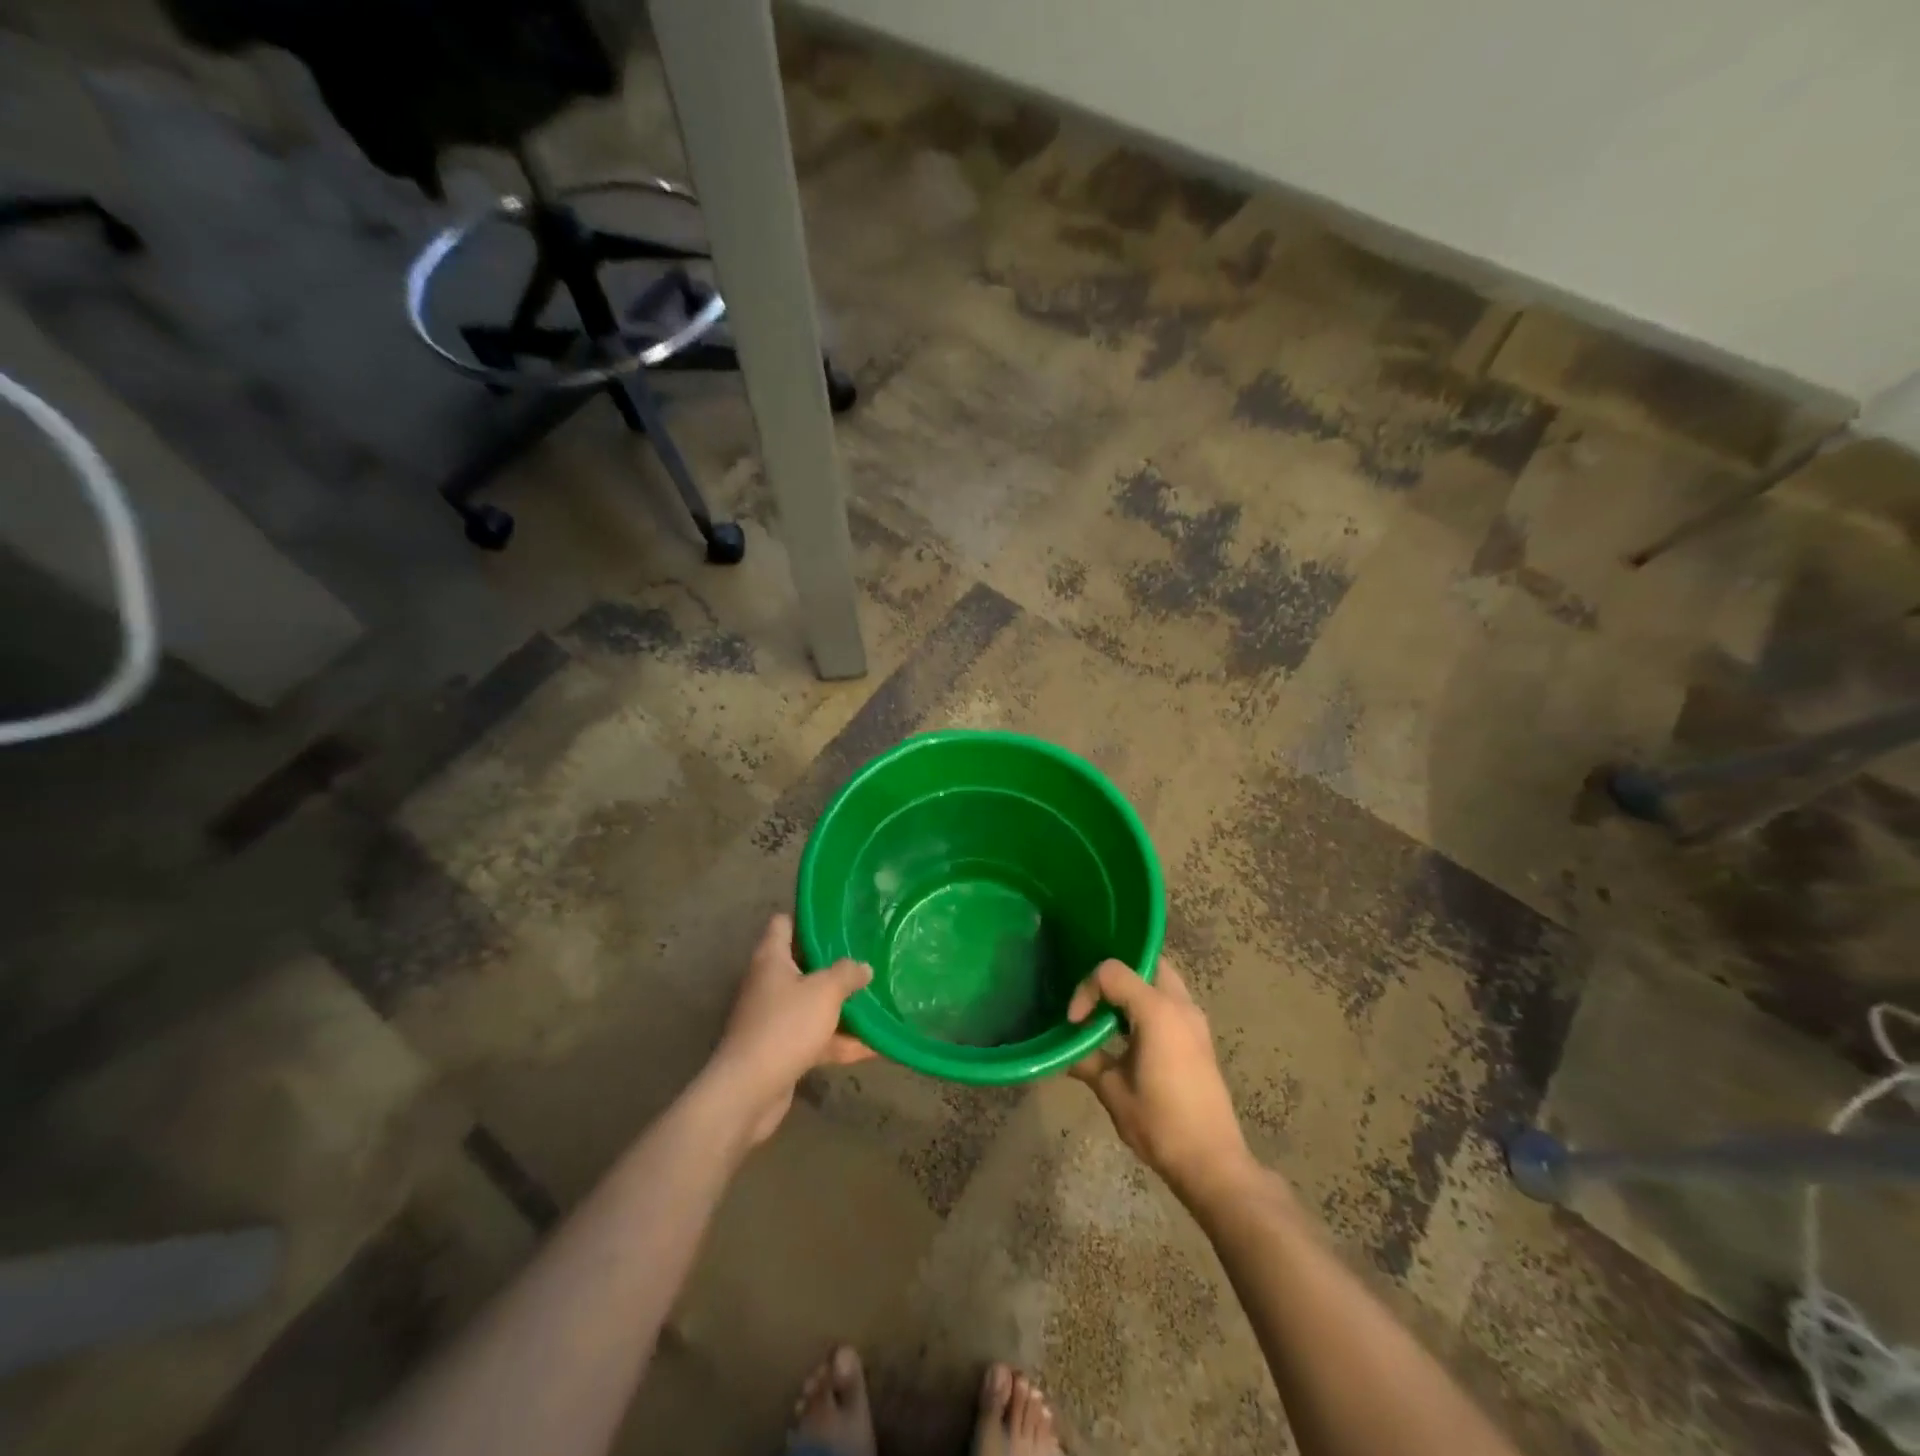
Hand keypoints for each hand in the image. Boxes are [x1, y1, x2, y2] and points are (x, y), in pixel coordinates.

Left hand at [709, 914, 874, 1145]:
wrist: (749, 1091)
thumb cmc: (785, 1026)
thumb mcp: (824, 991)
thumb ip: (847, 973)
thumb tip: (863, 967)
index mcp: (771, 959)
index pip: (784, 924)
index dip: (808, 918)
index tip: (838, 919)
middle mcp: (769, 984)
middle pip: (802, 965)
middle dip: (834, 964)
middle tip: (867, 957)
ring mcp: (774, 1019)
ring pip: (812, 1004)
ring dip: (841, 1006)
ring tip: (878, 1000)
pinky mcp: (781, 1050)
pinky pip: (816, 1037)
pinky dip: (840, 1041)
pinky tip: (874, 1046)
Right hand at [1067, 960, 1254, 1204]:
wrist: (1213, 1163)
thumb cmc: (1160, 1125)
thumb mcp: (1112, 1091)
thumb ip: (1087, 1060)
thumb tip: (1065, 1051)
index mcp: (1158, 1011)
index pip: (1112, 972)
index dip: (1086, 990)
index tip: (1075, 1023)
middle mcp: (1180, 1005)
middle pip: (1146, 962)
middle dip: (1115, 976)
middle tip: (1093, 1000)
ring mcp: (1195, 1020)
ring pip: (1161, 980)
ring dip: (1133, 990)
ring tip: (1107, 1016)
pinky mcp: (1200, 1037)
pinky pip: (1170, 1001)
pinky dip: (1147, 1004)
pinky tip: (1129, 1034)